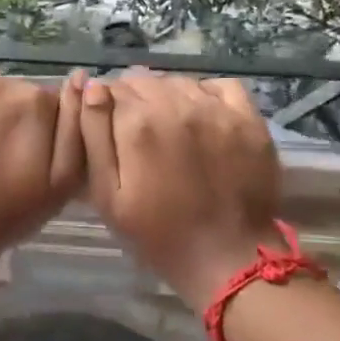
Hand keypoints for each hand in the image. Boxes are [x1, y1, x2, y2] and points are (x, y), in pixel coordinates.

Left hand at [0, 75, 85, 266]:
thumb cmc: (12, 211)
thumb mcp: (65, 178)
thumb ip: (76, 125)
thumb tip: (80, 79)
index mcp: (32, 99)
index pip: (50, 102)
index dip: (46, 130)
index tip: (36, 159)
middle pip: (14, 95)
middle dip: (14, 120)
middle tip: (7, 161)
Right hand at [79, 72, 284, 308]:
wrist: (227, 258)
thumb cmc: (158, 234)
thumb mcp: (108, 195)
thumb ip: (94, 136)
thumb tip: (91, 87)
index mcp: (137, 123)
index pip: (109, 89)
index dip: (104, 107)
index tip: (109, 129)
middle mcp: (175, 104)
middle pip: (143, 82)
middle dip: (133, 100)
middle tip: (137, 134)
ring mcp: (216, 109)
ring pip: (179, 82)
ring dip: (167, 96)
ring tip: (168, 127)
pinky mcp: (247, 119)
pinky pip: (220, 86)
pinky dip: (205, 94)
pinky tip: (201, 116)